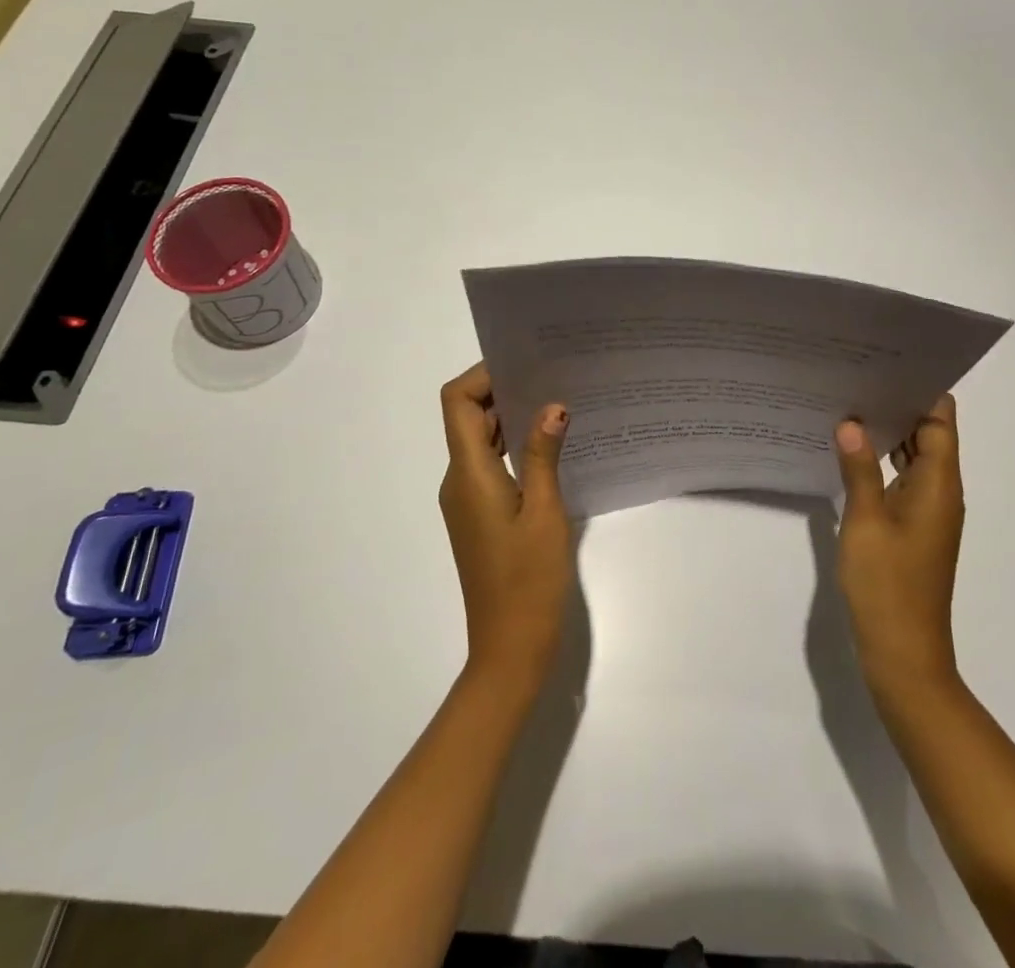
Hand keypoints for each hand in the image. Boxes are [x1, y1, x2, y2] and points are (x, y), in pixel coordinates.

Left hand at [438, 362, 572, 689]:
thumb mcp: (545, 512)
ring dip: (510, 419)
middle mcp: (459, 481)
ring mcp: (467, 500)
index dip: (483, 376)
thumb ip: (545, 454)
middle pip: (466, 417)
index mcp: (468, 474)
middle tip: (551, 375)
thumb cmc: (528, 581)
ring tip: (556, 402)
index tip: (524, 365)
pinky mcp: (479, 516)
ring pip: (479, 441)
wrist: (510, 649)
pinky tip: (551, 447)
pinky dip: (513, 447)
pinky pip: (489, 465)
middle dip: (502, 391)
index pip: (457, 403)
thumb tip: (552, 405)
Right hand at [833, 395, 963, 695]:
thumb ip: (858, 468)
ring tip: (849, 403)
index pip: (940, 420)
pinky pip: (903, 480)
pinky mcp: (913, 528)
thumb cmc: (887, 584)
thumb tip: (851, 421)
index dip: (920, 390)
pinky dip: (883, 461)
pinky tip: (851, 452)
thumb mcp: (865, 520)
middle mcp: (941, 492)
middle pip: (929, 434)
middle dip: (898, 405)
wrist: (904, 654)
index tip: (887, 363)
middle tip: (856, 376)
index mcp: (939, 484)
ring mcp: (928, 512)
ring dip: (889, 433)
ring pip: (915, 457)